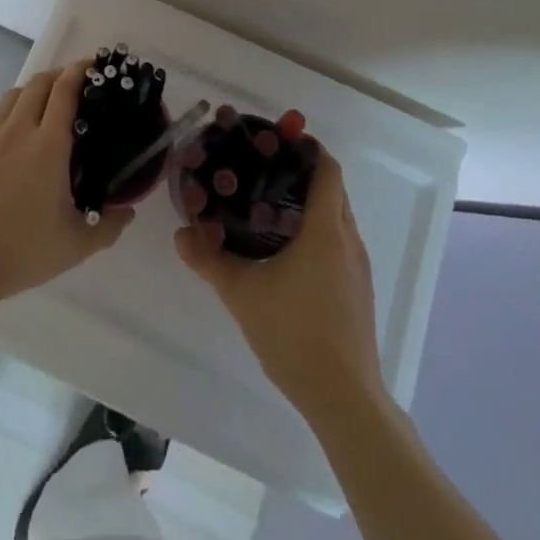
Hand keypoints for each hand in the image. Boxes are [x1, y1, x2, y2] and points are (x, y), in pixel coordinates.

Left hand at [0, 62, 132, 305]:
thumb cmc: (21, 249)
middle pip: (38, 84)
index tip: (91, 64)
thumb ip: (107, 226)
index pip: (65, 91)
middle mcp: (17, 128)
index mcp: (48, 144)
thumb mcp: (75, 245)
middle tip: (70, 85)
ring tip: (38, 108)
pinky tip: (4, 138)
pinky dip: (2, 117)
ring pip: (10, 97)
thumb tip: (128, 212)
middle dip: (57, 76)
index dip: (79, 71)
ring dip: (30, 94)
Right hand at [174, 140, 384, 418]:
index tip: (279, 139)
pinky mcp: (358, 289)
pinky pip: (340, 241)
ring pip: (338, 216)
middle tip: (264, 168)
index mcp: (325, 229)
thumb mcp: (243, 294)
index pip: (328, 169)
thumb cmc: (296, 335)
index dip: (308, 148)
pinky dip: (318, 229)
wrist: (345, 399)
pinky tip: (288, 250)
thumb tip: (180, 234)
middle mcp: (347, 240)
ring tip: (269, 205)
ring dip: (311, 202)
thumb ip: (210, 261)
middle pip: (333, 188)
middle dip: (304, 172)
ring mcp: (357, 267)